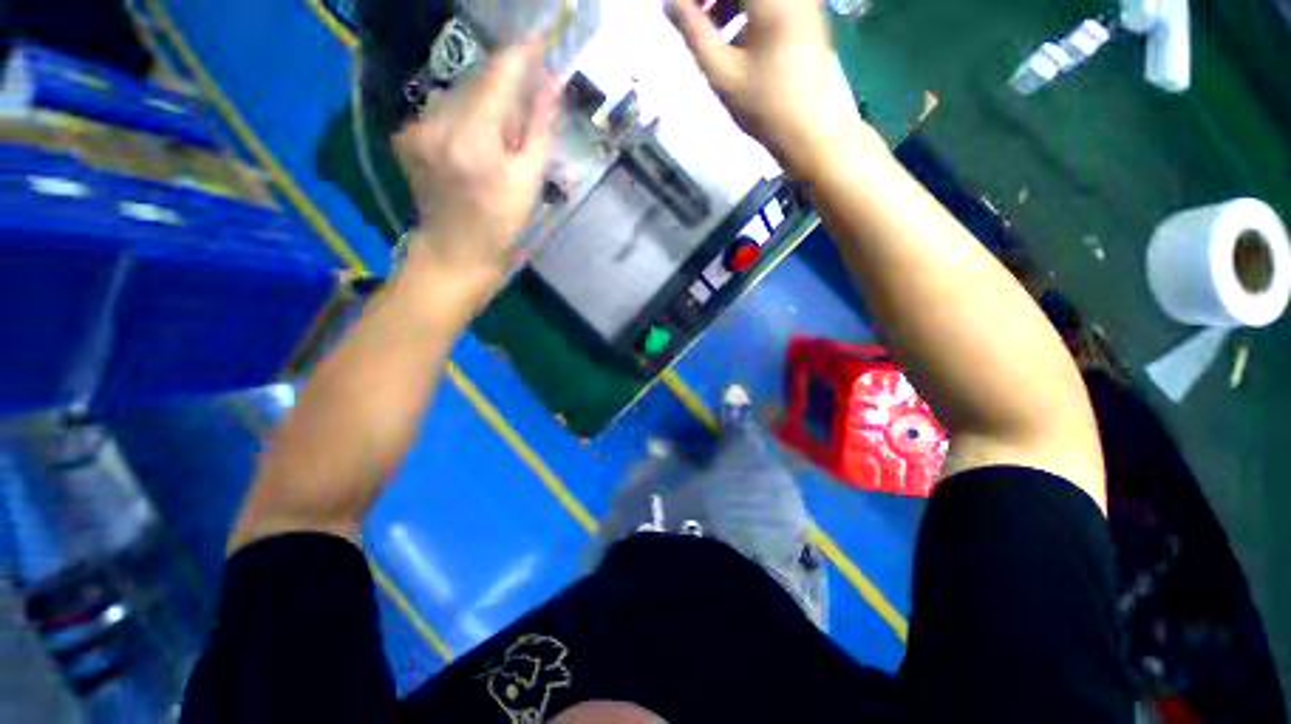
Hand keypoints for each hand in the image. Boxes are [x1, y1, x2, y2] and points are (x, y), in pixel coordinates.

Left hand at [394, 42, 560, 279]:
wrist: (456, 254)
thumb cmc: (502, 226)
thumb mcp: (530, 182)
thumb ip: (539, 129)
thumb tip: (551, 86)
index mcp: (474, 138)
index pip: (499, 75)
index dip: (522, 55)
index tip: (542, 43)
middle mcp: (437, 123)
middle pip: (478, 82)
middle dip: (506, 87)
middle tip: (528, 105)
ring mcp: (416, 128)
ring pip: (460, 95)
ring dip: (485, 104)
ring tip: (500, 138)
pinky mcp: (406, 135)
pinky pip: (443, 111)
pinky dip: (464, 118)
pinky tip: (474, 146)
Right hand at [667, 0, 878, 178]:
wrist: (811, 131)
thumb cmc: (765, 107)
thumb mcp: (721, 73)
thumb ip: (693, 32)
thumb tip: (670, 3)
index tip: (682, 10)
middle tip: (693, 17)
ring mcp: (803, 0)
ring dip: (728, 0)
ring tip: (711, 30)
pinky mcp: (807, 14)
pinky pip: (772, 1)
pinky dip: (747, 9)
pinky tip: (736, 38)